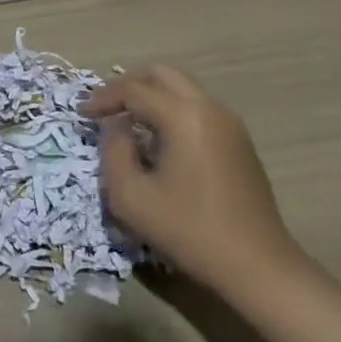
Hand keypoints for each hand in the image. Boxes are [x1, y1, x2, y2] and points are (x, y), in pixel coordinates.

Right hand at [84, 65, 302, 297]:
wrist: (258, 267)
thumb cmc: (189, 230)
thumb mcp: (131, 197)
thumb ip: (113, 151)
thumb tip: (117, 128)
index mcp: (182, 115)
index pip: (133, 89)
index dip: (102, 98)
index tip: (82, 115)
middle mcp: (208, 107)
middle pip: (161, 74)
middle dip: (128, 86)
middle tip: (106, 108)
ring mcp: (229, 123)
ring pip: (182, 89)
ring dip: (152, 97)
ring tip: (129, 124)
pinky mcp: (239, 141)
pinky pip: (197, 108)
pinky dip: (172, 111)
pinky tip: (159, 142)